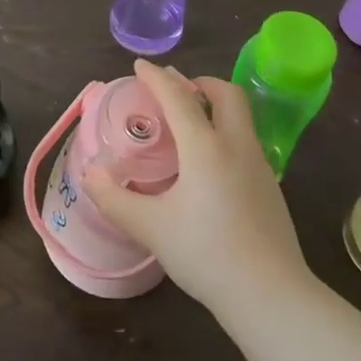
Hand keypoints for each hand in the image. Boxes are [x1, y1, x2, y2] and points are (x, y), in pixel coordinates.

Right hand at [81, 60, 309, 314]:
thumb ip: (115, 198)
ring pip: (241, 118)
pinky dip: (226, 135)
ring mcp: (259, 166)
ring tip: (190, 126)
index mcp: (205, 147)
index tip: (140, 65)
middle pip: (226, 94)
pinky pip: (246, 143)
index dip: (156, 78)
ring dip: (216, 108)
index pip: (178, 97)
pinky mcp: (271, 188)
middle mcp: (236, 146)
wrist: (270, 295)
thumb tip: (89, 173)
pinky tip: (210, 167)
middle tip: (177, 91)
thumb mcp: (151, 227)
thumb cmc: (206, 254)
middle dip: (201, 83)